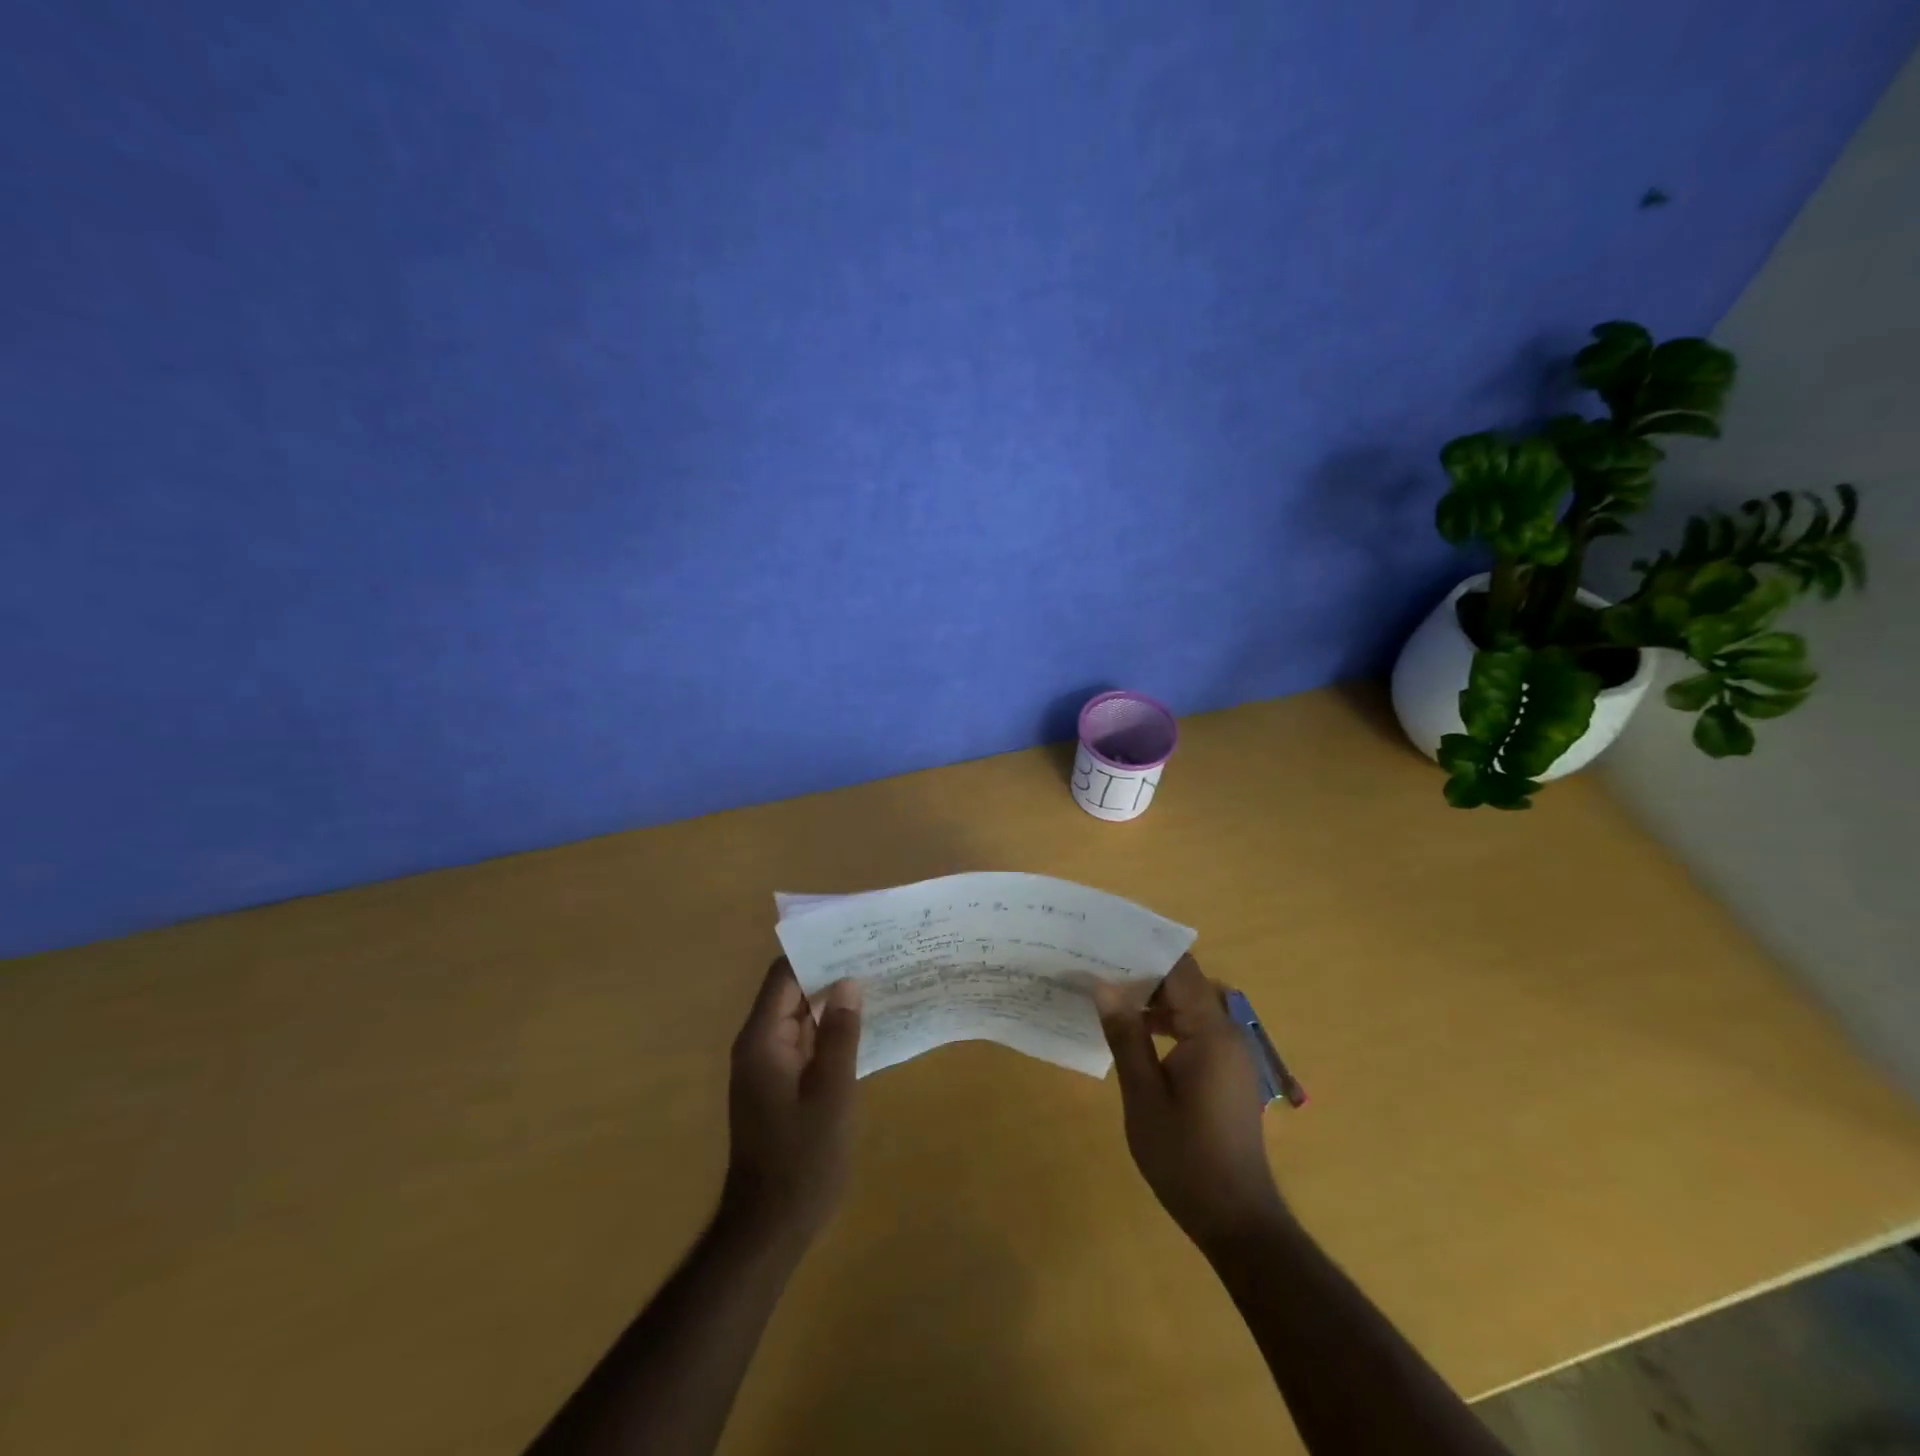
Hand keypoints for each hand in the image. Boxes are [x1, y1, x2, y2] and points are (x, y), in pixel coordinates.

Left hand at [719, 958, 862, 1250]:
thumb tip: (849, 983)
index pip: (784, 974)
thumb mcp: (832, 1093)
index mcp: (762, 1039)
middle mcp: (758, 1044)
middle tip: (875, 955)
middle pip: (791, 991)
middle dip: (829, 972)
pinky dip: (828, 1029)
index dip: (816, 951)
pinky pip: (802, 1042)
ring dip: (831, 1001)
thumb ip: (841, 1034)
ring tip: (876, 980)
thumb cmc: (803, 1158)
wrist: (769, 1228)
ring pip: (799, 1016)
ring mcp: (766, 1066)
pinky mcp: (777, 1085)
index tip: (854, 936)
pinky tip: (862, 1026)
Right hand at [1094, 955, 1286, 1250]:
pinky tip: (1135, 1033)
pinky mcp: (1227, 1071)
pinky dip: (1167, 1022)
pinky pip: (1196, 1028)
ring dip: (1154, 998)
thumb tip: (1103, 986)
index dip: (1144, 950)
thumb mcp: (1143, 1096)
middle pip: (1186, 983)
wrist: (1236, 1219)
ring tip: (1108, 993)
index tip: (1106, 942)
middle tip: (1098, 966)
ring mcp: (1231, 1053)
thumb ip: (1125, 1036)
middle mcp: (1227, 1033)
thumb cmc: (1185, 1158)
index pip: (1180, 969)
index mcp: (1210, 1032)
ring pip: (1190, 1005)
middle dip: (1143, 972)